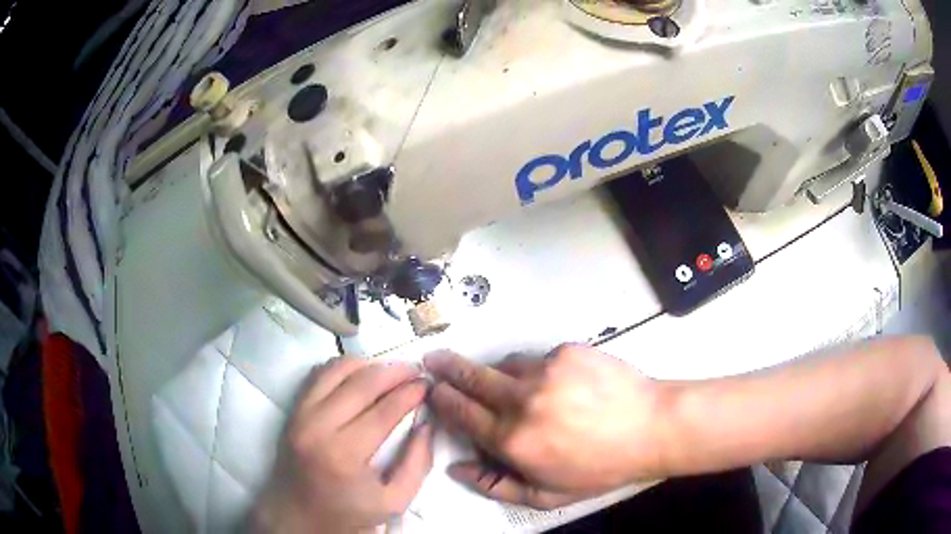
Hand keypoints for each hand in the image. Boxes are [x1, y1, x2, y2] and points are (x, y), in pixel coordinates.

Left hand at [252, 358, 433, 533]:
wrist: (297, 515)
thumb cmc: (347, 513)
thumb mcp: (394, 502)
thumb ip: (417, 464)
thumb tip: (426, 424)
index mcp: (344, 455)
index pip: (384, 410)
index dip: (410, 392)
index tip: (428, 384)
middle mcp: (318, 427)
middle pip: (362, 384)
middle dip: (395, 371)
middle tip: (416, 370)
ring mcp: (301, 414)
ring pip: (338, 370)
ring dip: (370, 364)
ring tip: (392, 370)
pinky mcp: (293, 409)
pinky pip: (319, 374)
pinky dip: (343, 367)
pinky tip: (362, 373)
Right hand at [425, 345, 666, 509]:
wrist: (651, 427)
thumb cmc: (600, 468)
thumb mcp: (547, 495)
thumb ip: (495, 485)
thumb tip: (456, 467)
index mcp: (513, 440)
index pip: (461, 413)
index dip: (442, 399)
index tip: (432, 389)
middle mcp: (521, 400)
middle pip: (471, 377)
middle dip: (446, 367)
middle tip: (432, 359)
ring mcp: (545, 370)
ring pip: (505, 365)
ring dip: (500, 373)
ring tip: (516, 386)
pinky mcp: (567, 350)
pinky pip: (540, 358)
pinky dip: (539, 370)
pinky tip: (560, 384)